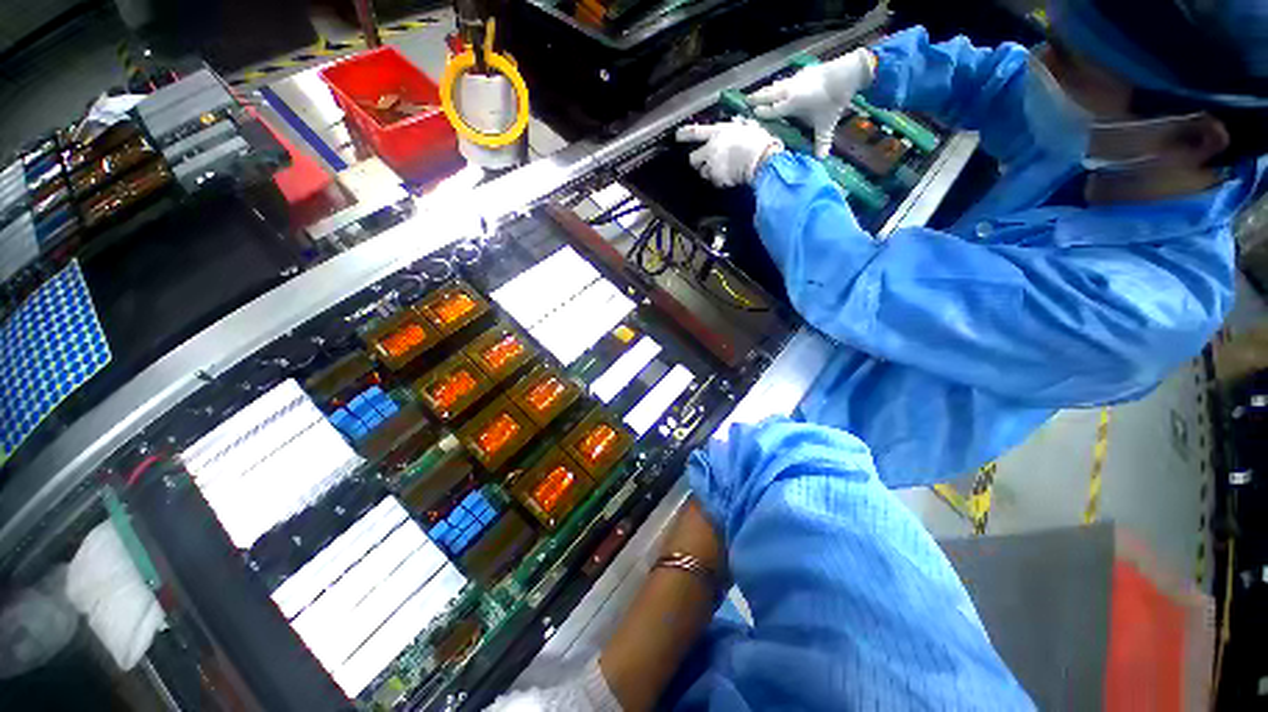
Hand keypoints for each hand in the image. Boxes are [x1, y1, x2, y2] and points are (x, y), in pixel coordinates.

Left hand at [676, 118, 783, 187]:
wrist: (761, 159)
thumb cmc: (758, 140)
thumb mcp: (746, 127)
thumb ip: (735, 128)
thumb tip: (734, 127)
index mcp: (718, 133)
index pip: (695, 132)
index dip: (684, 134)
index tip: (677, 136)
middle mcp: (711, 149)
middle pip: (693, 159)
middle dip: (697, 161)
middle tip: (704, 162)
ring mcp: (712, 166)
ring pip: (702, 172)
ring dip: (708, 172)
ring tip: (719, 171)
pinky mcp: (717, 179)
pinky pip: (714, 181)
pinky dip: (718, 181)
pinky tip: (727, 178)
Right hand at [747, 48, 875, 157]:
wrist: (847, 72)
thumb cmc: (833, 100)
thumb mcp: (827, 124)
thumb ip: (822, 141)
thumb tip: (821, 159)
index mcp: (791, 103)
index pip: (771, 110)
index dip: (761, 113)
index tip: (752, 115)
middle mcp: (789, 90)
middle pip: (769, 94)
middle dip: (757, 98)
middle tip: (746, 100)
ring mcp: (795, 79)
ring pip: (776, 86)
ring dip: (766, 90)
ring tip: (757, 93)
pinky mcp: (802, 73)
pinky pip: (785, 80)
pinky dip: (778, 84)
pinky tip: (778, 86)